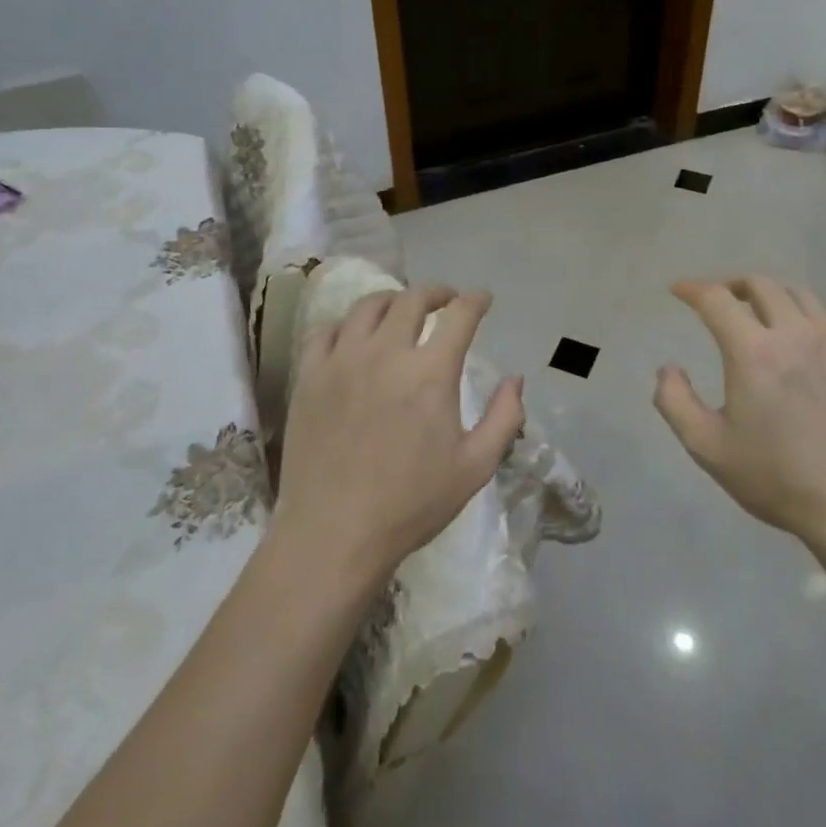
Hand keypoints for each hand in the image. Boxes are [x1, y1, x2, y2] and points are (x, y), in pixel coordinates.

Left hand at [272, 286, 524, 591]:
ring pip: (368, 306)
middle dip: (436, 293)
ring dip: (393, 300)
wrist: (334, 533)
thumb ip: (504, 417)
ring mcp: (342, 360)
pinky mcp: (310, 375)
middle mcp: (386, 353)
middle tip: (445, 301)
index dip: (475, 300)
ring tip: (401, 311)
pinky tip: (355, 336)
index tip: (483, 299)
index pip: (459, 315)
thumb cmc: (411, 504)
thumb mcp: (475, 466)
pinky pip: (327, 330)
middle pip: (413, 299)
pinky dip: (348, 324)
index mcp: (431, 372)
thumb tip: (516, 379)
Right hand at [654, 275, 825, 559]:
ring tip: (759, 311)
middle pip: (761, 285)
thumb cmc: (777, 478)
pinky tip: (804, 337)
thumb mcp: (707, 447)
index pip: (716, 299)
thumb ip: (675, 402)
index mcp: (753, 351)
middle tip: (717, 300)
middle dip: (731, 285)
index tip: (678, 289)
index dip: (692, 288)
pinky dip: (808, 316)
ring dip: (771, 294)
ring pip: (800, 295)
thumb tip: (668, 369)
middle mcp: (796, 334)